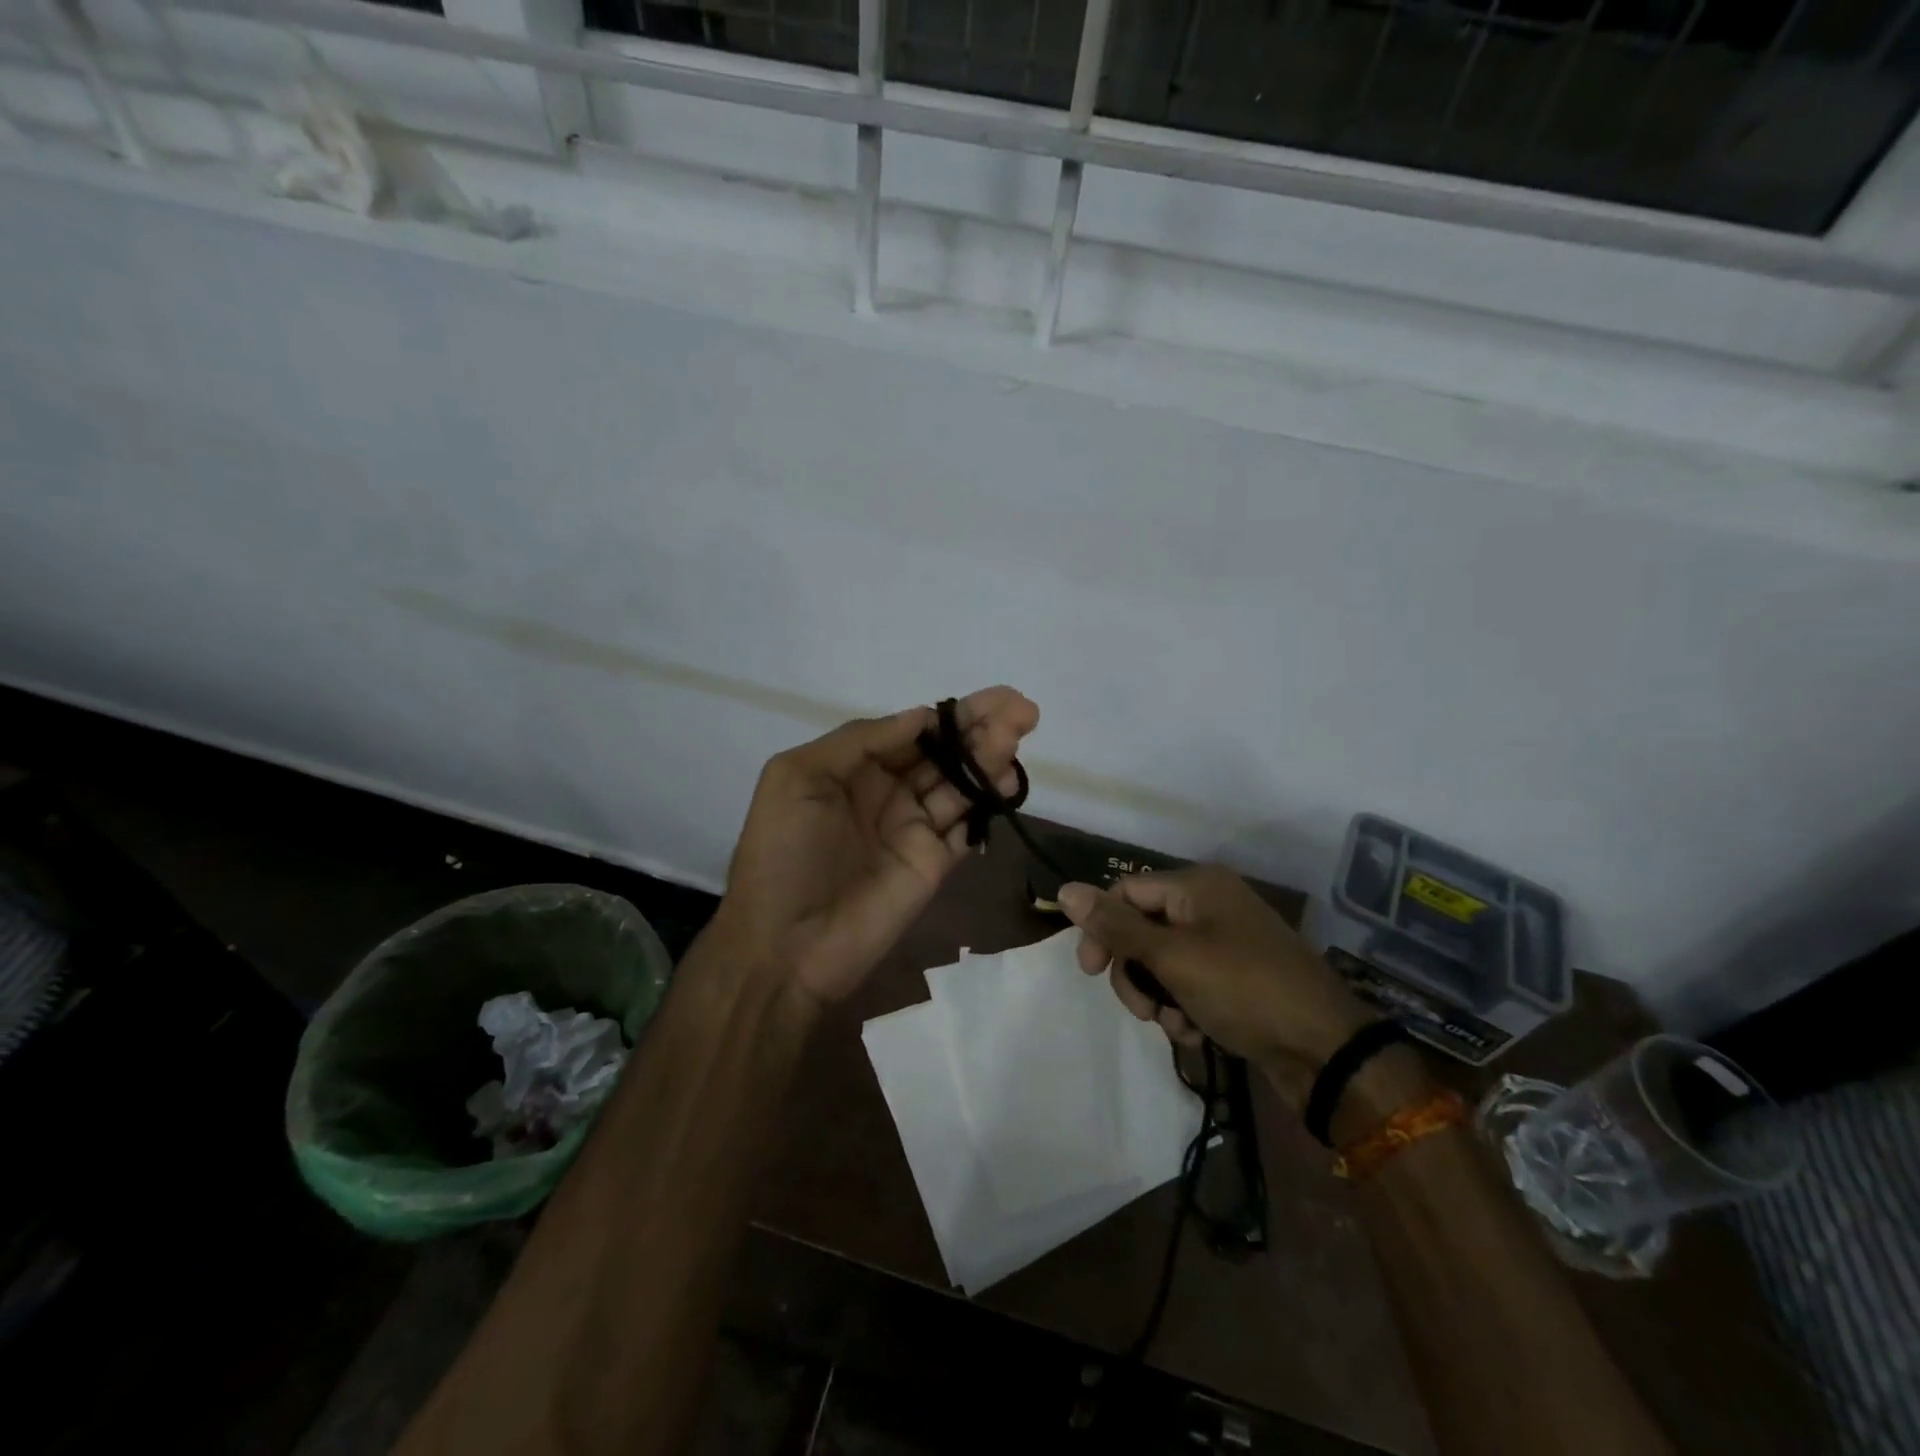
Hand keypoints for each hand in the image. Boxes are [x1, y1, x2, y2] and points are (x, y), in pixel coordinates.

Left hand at [714, 688, 1039, 1007]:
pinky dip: (989, 802)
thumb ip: (859, 741)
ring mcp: (913, 829)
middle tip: (1022, 706)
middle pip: (943, 753)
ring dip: (990, 756)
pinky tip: (1006, 781)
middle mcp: (887, 793)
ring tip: (1018, 730)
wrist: (784, 945)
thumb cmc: (781, 852)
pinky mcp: (934, 863)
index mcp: (853, 769)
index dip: (947, 715)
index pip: (910, 732)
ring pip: (960, 784)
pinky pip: (967, 826)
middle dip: (980, 728)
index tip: (985, 700)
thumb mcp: (797, 777)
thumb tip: (919, 716)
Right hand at [1058, 865, 1373, 1106]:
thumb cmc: (1244, 990)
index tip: (1089, 972)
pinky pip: (1188, 980)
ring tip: (1174, 1025)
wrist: (1326, 1050)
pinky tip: (1194, 1032)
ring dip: (1156, 995)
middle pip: (1141, 928)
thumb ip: (1116, 926)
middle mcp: (1209, 904)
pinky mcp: (1236, 975)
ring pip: (1161, 960)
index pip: (1124, 891)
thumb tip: (1065, 889)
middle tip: (1140, 1010)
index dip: (1100, 928)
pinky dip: (1182, 1005)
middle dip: (1132, 971)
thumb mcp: (1172, 958)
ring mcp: (1225, 941)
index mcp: (1196, 885)